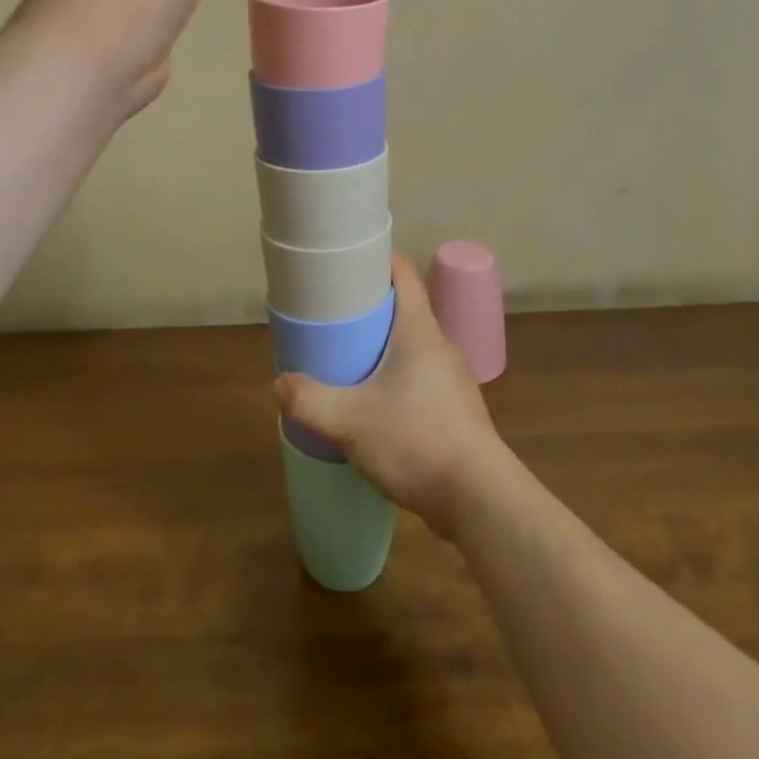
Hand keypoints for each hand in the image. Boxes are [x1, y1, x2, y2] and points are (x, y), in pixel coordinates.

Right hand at [274, 253, 506, 537]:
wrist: (479, 499)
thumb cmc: (416, 440)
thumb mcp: (350, 421)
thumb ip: (311, 401)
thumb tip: (280, 385)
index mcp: (419, 329)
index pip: (404, 273)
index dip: (378, 258)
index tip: (348, 259)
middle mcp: (440, 344)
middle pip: (405, 308)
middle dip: (371, 306)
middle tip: (334, 313)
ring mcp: (453, 378)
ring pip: (413, 345)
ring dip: (384, 345)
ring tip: (349, 357)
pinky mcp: (456, 409)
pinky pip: (421, 377)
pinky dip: (397, 377)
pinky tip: (376, 403)